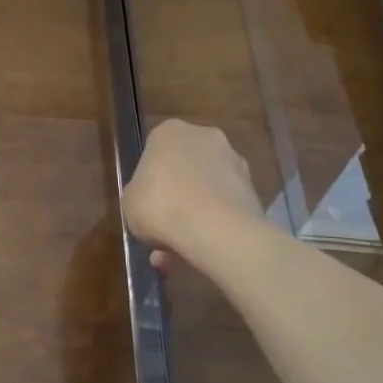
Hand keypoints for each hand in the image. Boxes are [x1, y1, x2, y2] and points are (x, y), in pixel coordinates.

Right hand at [123, 120, 264, 271]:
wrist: (216, 230)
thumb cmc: (160, 206)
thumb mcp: (128, 203)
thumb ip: (138, 195)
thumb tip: (148, 202)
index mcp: (169, 132)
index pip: (154, 150)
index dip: (148, 179)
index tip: (145, 201)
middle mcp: (205, 137)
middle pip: (184, 166)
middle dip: (176, 194)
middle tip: (163, 225)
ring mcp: (234, 161)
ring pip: (206, 188)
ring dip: (195, 213)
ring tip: (180, 249)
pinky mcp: (253, 189)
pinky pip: (224, 206)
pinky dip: (213, 224)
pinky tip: (199, 250)